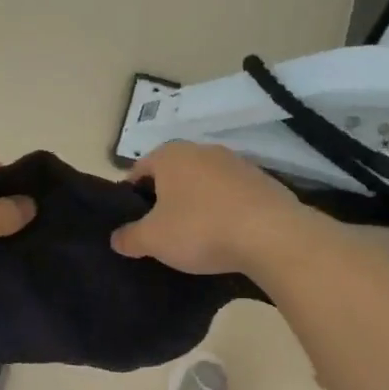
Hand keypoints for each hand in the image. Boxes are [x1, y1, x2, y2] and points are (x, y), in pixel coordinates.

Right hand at [111, 142, 310, 276]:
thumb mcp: (153, 240)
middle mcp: (202, 150)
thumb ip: (129, 237)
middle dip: (164, 201)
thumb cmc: (201, 229)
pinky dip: (224, 211)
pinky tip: (226, 236)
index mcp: (170, 155)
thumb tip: (116, 238)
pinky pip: (231, 196)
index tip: (132, 224)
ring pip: (203, 185)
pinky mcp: (262, 181)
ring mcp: (236, 163)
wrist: (271, 235)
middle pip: (172, 176)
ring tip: (195, 238)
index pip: (138, 170)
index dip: (130, 197)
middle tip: (160, 233)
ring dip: (196, 205)